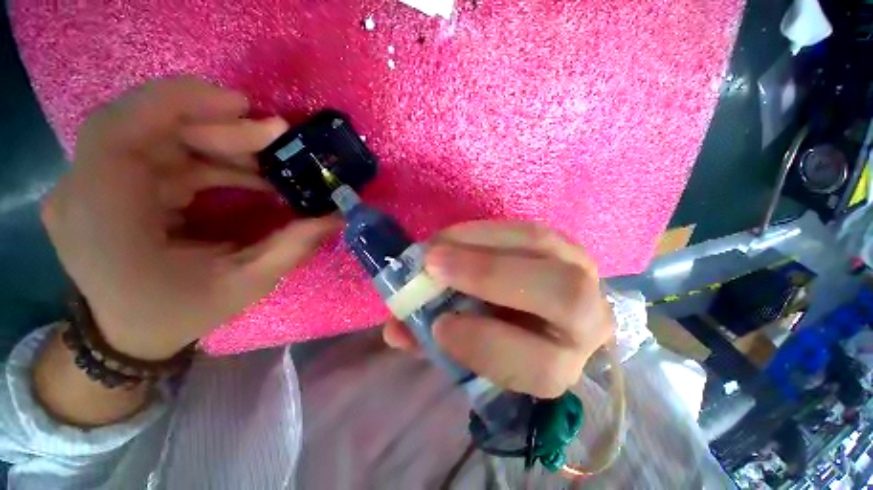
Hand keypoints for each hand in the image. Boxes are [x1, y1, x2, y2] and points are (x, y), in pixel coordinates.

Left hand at [42, 77, 338, 360]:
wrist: (128, 335)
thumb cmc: (178, 314)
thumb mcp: (244, 285)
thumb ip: (291, 247)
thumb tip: (335, 217)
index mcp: (102, 218)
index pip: (119, 131)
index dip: (179, 102)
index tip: (242, 106)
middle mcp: (84, 191)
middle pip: (145, 126)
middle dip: (216, 125)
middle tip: (275, 137)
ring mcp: (92, 185)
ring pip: (156, 136)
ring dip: (216, 142)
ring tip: (267, 159)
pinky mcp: (108, 185)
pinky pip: (159, 154)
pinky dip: (205, 156)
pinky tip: (243, 172)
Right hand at [383, 221, 613, 397]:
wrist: (529, 314)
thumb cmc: (497, 340)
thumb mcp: (466, 352)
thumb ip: (432, 344)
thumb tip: (395, 330)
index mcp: (561, 363)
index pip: (544, 367)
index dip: (487, 346)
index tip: (438, 325)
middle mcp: (586, 319)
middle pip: (564, 295)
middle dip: (489, 276)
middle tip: (432, 264)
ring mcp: (579, 270)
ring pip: (541, 246)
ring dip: (479, 242)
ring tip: (437, 245)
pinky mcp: (561, 243)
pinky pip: (524, 228)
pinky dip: (483, 230)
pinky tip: (453, 236)